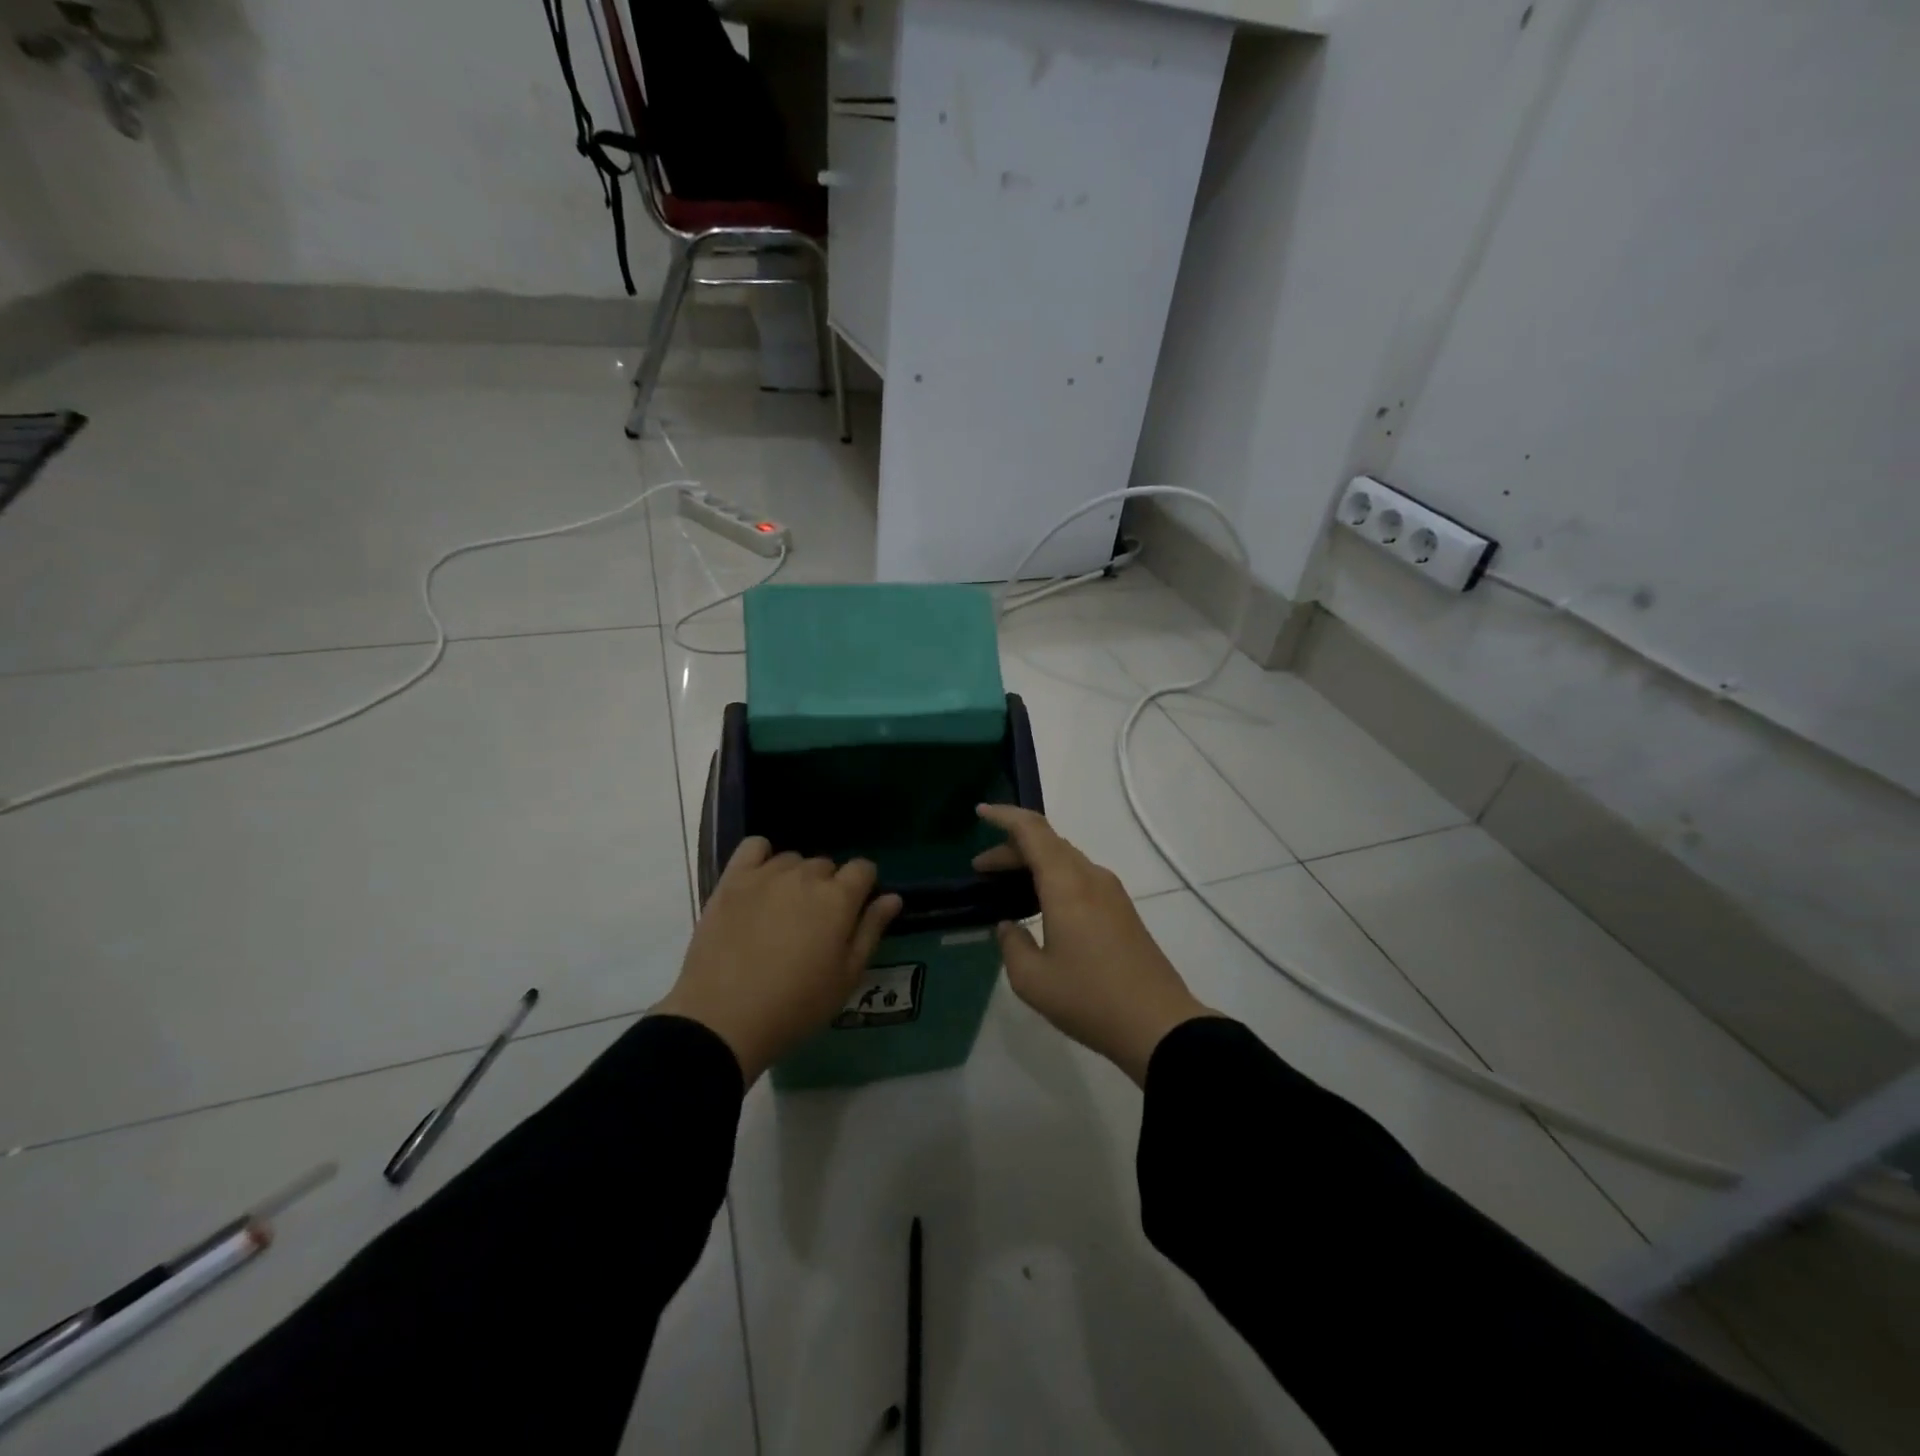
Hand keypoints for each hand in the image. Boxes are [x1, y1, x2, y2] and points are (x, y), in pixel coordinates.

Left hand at [655, 839, 901, 1083]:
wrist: (723, 1020)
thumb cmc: (796, 1006)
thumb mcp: (846, 978)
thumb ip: (871, 930)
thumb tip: (892, 897)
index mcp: (838, 899)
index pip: (864, 868)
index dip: (863, 887)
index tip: (853, 913)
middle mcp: (805, 876)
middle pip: (827, 865)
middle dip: (828, 887)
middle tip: (815, 924)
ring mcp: (766, 875)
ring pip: (792, 860)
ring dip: (796, 878)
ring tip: (784, 911)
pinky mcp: (732, 880)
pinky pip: (753, 848)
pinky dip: (761, 857)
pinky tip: (760, 882)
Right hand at [973, 804, 1212, 1085]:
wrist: (1158, 1025)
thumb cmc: (1089, 998)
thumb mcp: (1032, 979)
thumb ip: (1012, 944)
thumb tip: (1009, 927)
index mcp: (1066, 883)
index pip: (1032, 831)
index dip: (1004, 816)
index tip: (980, 812)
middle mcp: (1090, 877)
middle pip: (1047, 843)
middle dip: (1011, 848)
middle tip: (981, 870)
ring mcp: (1111, 892)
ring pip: (1065, 859)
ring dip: (1034, 863)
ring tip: (1005, 886)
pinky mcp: (1122, 910)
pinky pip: (1080, 877)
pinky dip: (1053, 877)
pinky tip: (1040, 904)